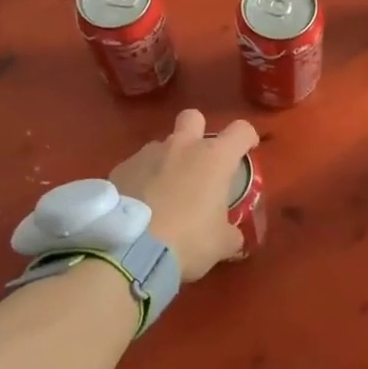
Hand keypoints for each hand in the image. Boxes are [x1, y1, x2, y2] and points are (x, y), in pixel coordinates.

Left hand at [110, 109, 259, 282]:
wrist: (128, 250)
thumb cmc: (188, 240)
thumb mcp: (221, 244)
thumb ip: (231, 234)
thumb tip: (233, 237)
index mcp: (214, 158)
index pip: (241, 130)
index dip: (247, 138)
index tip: (246, 151)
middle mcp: (182, 146)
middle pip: (193, 117)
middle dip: (198, 131)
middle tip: (199, 162)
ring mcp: (147, 154)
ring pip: (162, 146)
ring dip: (167, 162)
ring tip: (163, 195)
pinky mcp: (120, 168)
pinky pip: (137, 167)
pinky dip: (141, 180)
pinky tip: (139, 207)